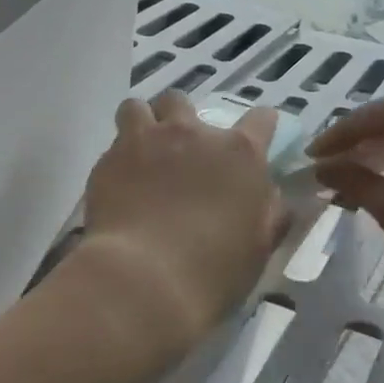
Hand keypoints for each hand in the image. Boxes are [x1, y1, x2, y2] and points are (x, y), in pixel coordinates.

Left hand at [76, 91, 287, 353]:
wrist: (144, 281)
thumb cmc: (213, 272)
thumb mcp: (258, 248)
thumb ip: (269, 213)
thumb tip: (273, 196)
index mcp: (240, 154)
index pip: (261, 119)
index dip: (261, 125)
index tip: (257, 137)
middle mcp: (194, 133)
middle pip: (184, 101)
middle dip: (181, 119)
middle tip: (180, 151)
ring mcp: (148, 140)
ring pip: (139, 108)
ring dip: (143, 125)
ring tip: (140, 153)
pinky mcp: (110, 157)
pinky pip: (113, 142)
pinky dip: (117, 158)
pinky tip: (118, 184)